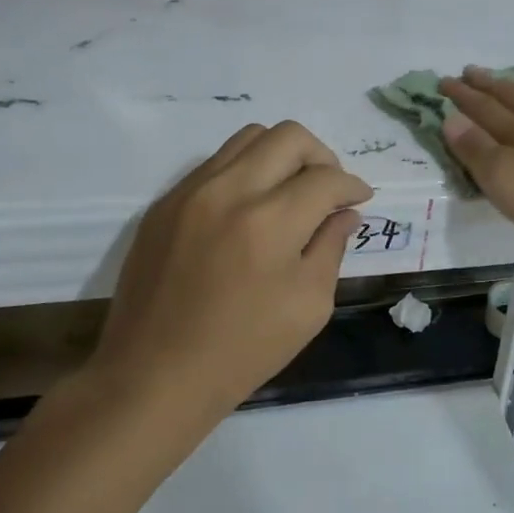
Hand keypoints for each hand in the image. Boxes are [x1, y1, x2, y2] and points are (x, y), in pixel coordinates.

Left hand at [84, 122, 372, 424]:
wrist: (154, 376)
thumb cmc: (243, 350)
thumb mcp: (309, 305)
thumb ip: (331, 247)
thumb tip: (344, 212)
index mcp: (270, 222)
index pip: (326, 177)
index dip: (353, 186)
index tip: (359, 199)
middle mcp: (229, 191)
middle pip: (289, 136)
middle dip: (322, 157)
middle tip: (328, 190)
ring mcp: (190, 192)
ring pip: (248, 137)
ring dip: (281, 156)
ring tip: (290, 192)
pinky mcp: (164, 203)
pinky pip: (214, 163)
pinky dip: (245, 172)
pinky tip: (249, 209)